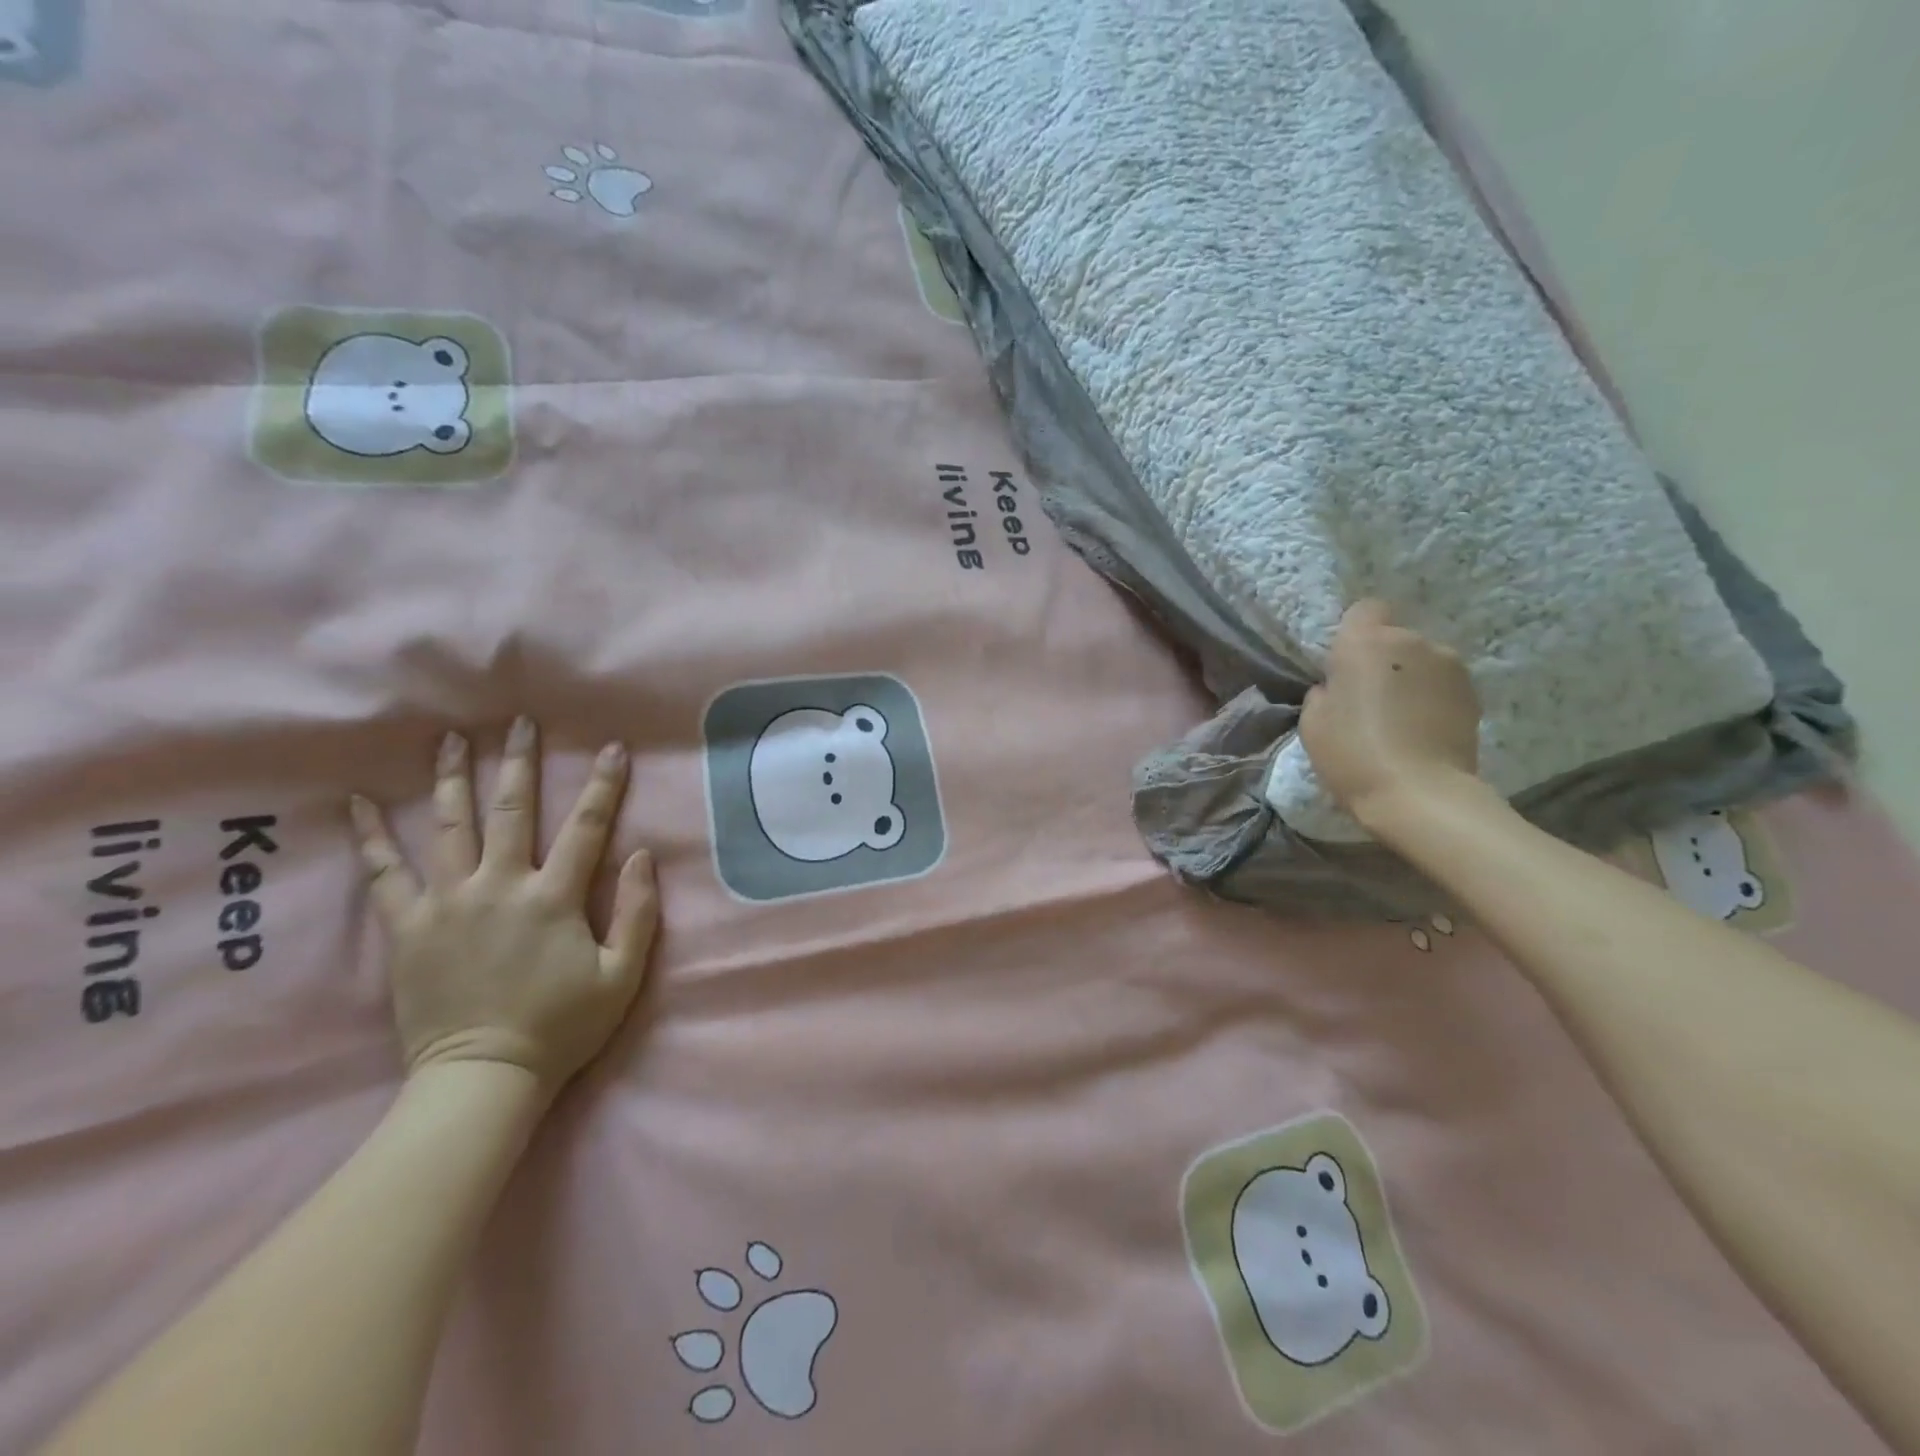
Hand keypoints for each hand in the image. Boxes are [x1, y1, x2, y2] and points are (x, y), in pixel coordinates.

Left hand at [348, 717, 659, 1099]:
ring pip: (449, 826)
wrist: (483, 1078)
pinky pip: (384, 873)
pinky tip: (358, 801)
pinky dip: (371, 835)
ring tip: (451, 739)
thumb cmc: (562, 1026)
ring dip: (453, 778)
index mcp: (554, 898)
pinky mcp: (408, 927)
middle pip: (511, 811)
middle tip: (519, 722)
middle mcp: (500, 886)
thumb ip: (637, 913)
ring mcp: (448, 903)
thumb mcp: (622, 976)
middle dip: (518, 763)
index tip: (611, 748)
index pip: (585, 827)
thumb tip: (642, 855)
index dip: (602, 785)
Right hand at [1298, 599, 1484, 824]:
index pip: (1364, 610)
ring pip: (1421, 660)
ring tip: (1398, 718)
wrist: (1420, 794)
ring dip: (1409, 678)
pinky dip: (1431, 698)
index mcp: (1366, 642)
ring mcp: (1450, 666)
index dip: (1353, 634)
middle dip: (1382, 660)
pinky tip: (1421, 730)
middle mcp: (1413, 642)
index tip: (1343, 666)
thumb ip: (1325, 691)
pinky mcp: (1473, 694)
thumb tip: (1339, 686)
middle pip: (1393, 637)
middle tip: (1367, 699)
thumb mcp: (1313, 722)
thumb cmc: (1353, 754)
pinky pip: (1441, 684)